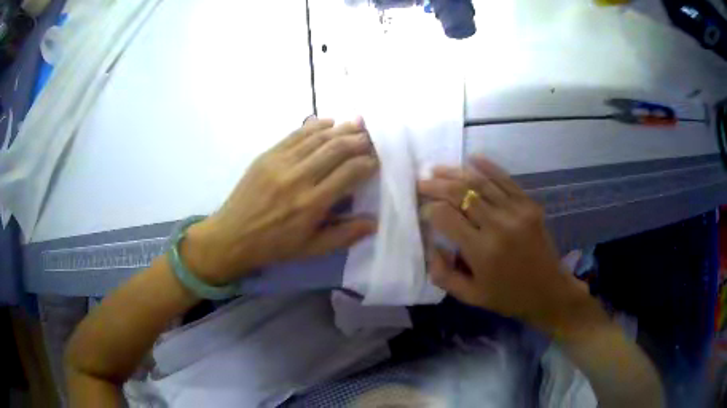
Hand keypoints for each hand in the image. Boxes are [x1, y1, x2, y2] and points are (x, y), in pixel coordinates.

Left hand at [183, 118, 377, 285]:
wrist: (232, 236)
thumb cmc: (274, 246)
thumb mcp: (312, 249)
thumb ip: (344, 235)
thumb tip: (374, 222)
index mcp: (312, 204)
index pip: (349, 172)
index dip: (368, 163)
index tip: (376, 161)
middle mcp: (298, 178)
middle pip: (337, 149)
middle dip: (359, 140)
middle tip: (371, 138)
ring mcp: (280, 163)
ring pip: (318, 137)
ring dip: (341, 129)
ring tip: (357, 125)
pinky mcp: (267, 155)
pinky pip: (296, 134)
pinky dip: (315, 126)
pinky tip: (329, 122)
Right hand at [418, 155, 589, 332]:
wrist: (548, 290)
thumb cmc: (507, 296)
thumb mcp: (470, 296)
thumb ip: (443, 274)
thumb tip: (431, 246)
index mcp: (482, 251)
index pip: (446, 217)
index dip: (429, 210)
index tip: (422, 211)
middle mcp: (498, 225)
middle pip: (460, 193)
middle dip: (436, 185)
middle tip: (421, 182)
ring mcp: (517, 211)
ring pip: (480, 182)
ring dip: (456, 172)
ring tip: (438, 169)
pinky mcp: (529, 204)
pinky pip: (505, 179)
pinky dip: (487, 167)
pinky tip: (472, 159)